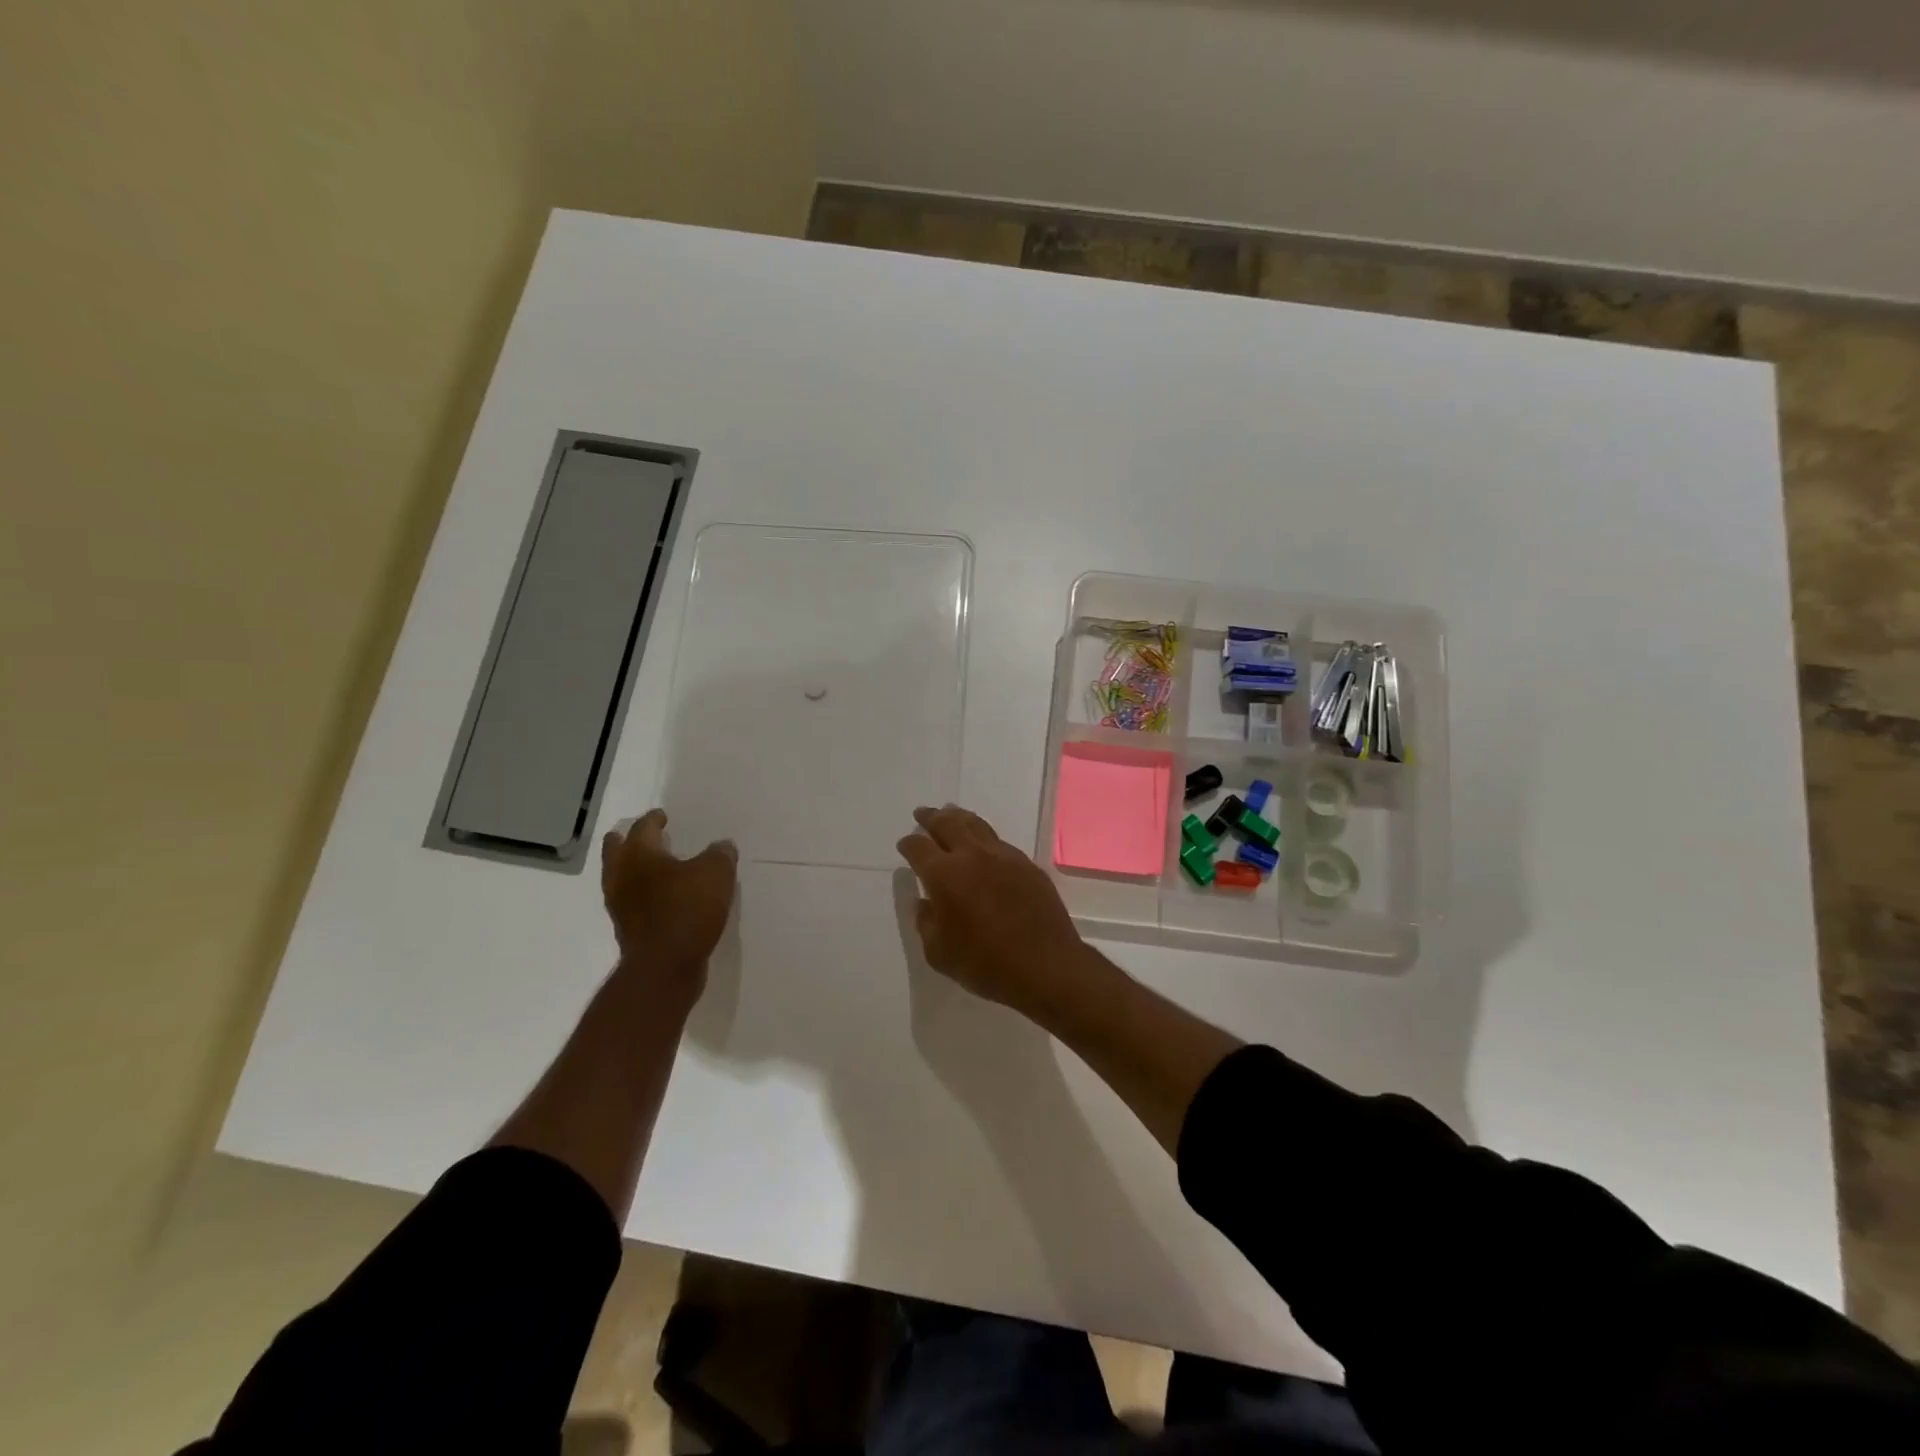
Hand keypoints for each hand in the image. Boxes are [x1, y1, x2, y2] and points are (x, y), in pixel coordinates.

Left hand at [601, 809, 736, 998]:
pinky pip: (632, 903)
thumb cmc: (688, 909)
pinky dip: (643, 896)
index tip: (662, 816)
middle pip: (616, 850)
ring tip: (656, 868)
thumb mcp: (717, 873)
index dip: (653, 819)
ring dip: (634, 869)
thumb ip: (720, 854)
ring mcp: (620, 906)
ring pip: (621, 878)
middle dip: (627, 840)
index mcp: (640, 855)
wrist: (665, 966)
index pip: (642, 827)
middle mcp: (622, 876)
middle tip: (646, 837)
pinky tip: (664, 899)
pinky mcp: (628, 931)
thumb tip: (722, 846)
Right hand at [896, 804, 1094, 1018]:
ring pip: (976, 825)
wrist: (1045, 965)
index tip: (905, 845)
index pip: (919, 847)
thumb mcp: (939, 953)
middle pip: (947, 824)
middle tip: (923, 813)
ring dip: (959, 817)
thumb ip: (926, 922)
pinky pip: (1000, 842)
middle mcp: (972, 856)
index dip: (909, 844)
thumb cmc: (985, 964)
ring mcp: (1004, 856)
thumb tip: (925, 903)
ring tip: (952, 814)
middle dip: (931, 817)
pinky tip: (984, 845)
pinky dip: (985, 837)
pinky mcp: (1027, 864)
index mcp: (944, 875)